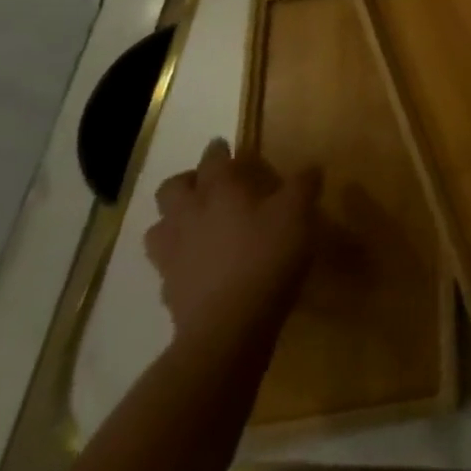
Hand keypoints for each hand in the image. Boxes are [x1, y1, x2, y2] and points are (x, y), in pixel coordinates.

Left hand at [146, 139, 320, 345]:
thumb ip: (303, 185)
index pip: (213, 160)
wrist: (230, 325)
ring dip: (174, 219)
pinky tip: (198, 264)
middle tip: (208, 184)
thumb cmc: (268, 255)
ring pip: (159, 227)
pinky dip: (179, 258)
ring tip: (195, 223)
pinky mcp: (169, 289)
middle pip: (172, 189)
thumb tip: (311, 167)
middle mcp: (189, 215)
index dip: (219, 151)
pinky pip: (166, 264)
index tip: (225, 146)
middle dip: (187, 181)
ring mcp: (173, 254)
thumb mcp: (298, 213)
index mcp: (220, 191)